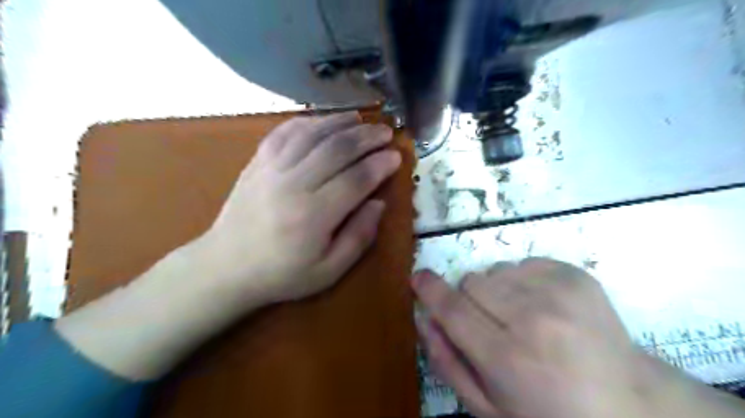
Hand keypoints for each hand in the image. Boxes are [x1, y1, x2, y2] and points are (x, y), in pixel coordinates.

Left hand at [194, 112, 398, 302]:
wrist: (226, 267)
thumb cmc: (282, 274)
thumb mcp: (329, 270)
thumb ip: (359, 236)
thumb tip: (378, 203)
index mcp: (314, 215)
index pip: (356, 179)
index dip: (380, 164)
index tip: (396, 155)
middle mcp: (293, 184)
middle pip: (337, 149)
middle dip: (367, 137)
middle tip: (386, 132)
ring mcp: (271, 169)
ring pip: (312, 134)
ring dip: (341, 122)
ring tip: (361, 120)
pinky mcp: (257, 162)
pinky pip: (284, 132)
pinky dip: (307, 122)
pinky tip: (323, 121)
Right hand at [413, 258, 653, 417]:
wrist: (627, 404)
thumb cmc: (548, 412)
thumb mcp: (488, 407)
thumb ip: (447, 362)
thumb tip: (423, 317)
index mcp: (508, 359)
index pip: (452, 309)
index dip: (429, 290)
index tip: (418, 277)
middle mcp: (533, 319)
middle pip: (470, 282)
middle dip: (468, 300)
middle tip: (489, 324)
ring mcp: (559, 292)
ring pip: (495, 271)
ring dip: (496, 291)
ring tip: (520, 317)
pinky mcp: (576, 275)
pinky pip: (523, 263)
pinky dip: (521, 281)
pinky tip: (542, 306)